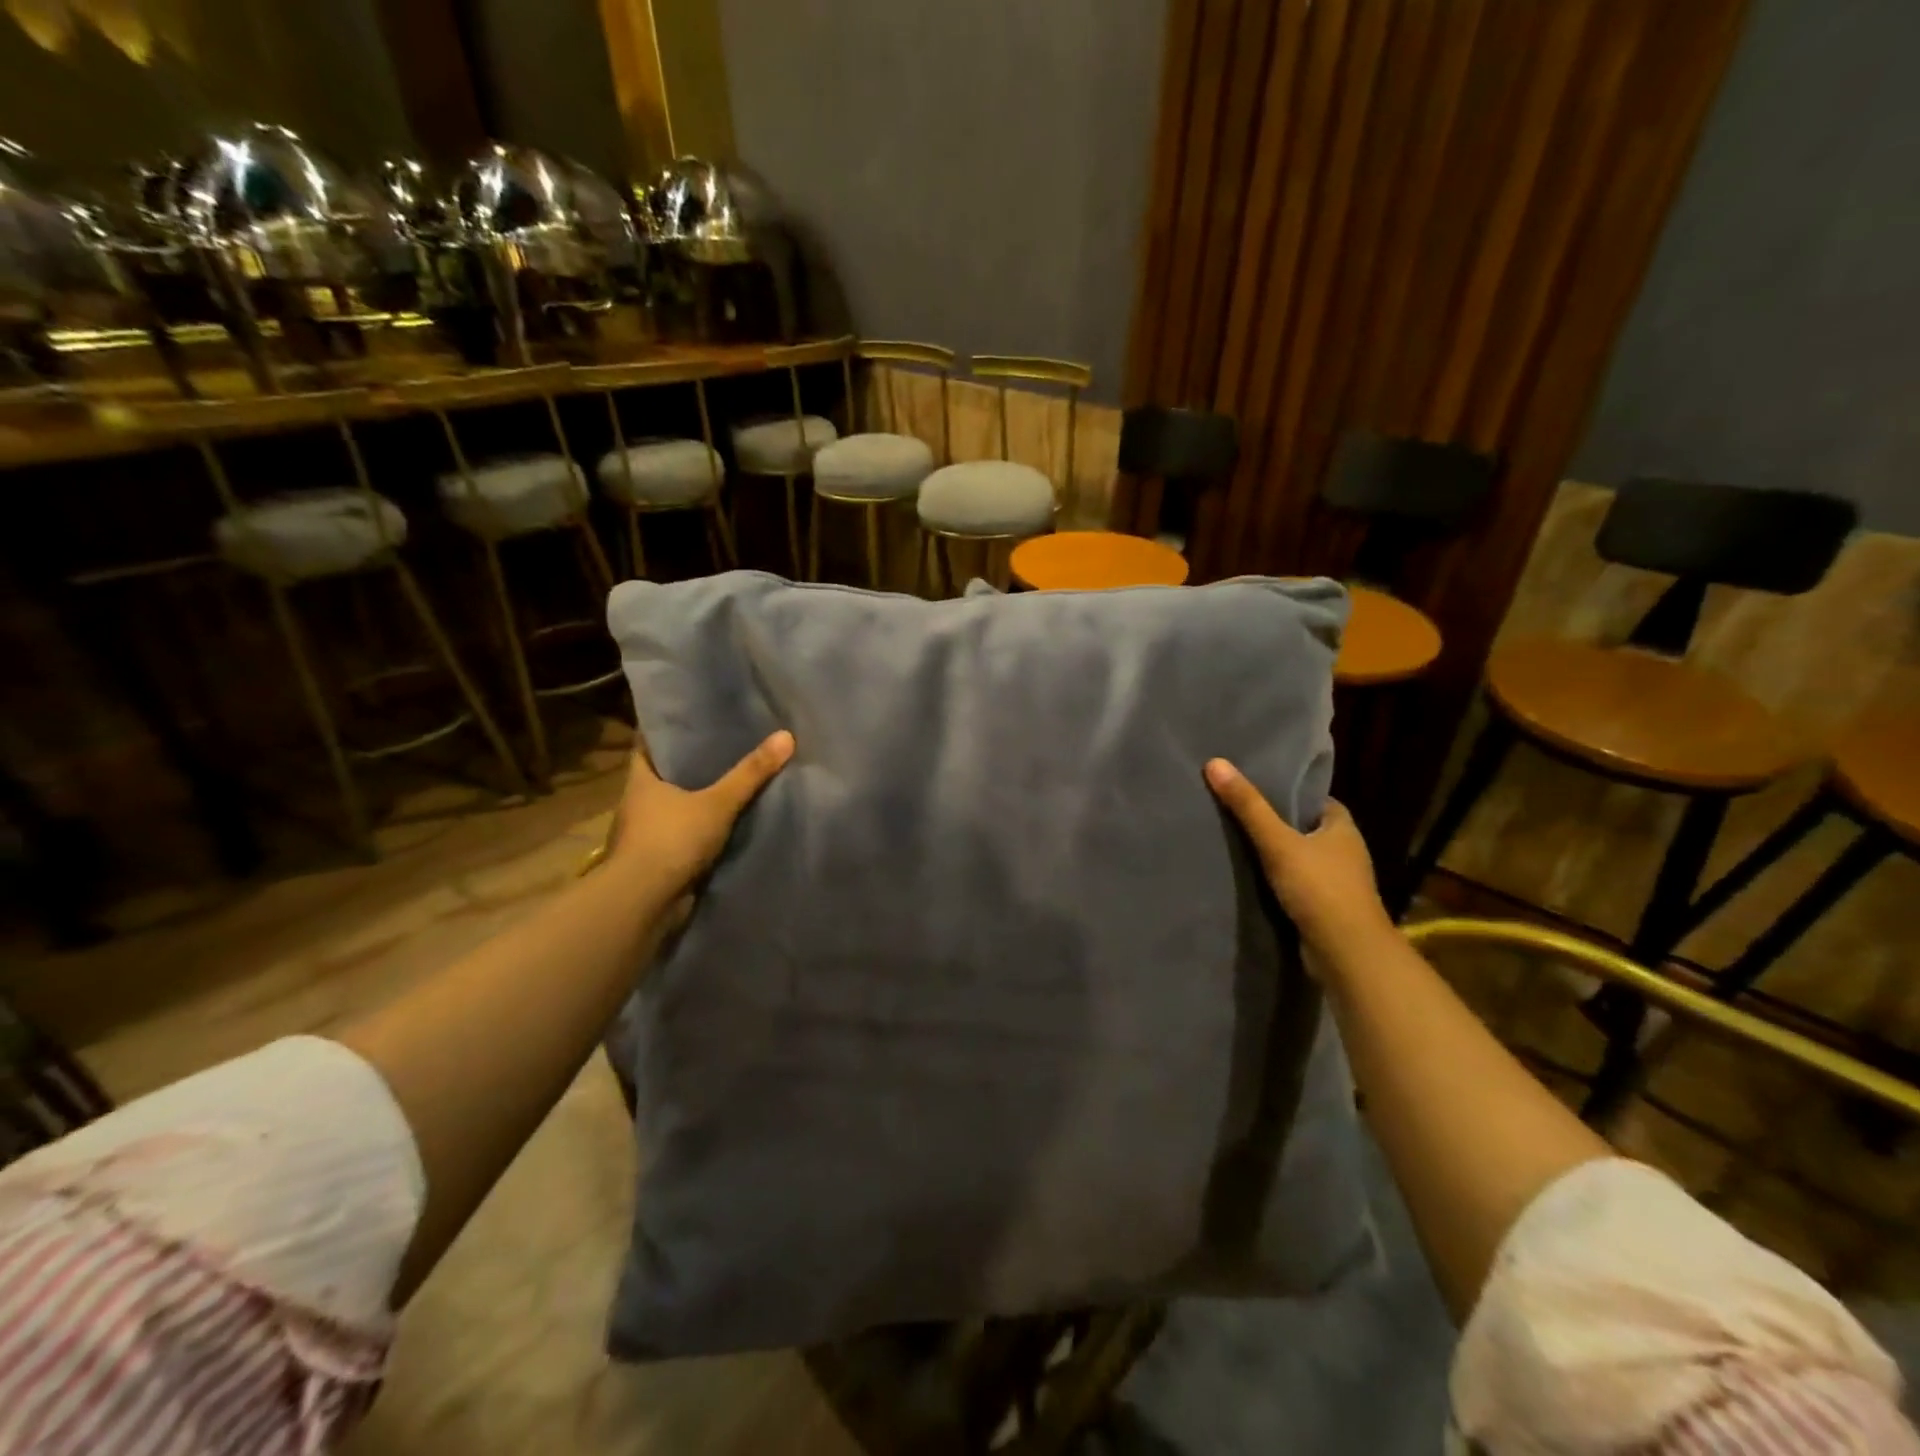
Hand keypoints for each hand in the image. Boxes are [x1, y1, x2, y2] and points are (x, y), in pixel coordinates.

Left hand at [608, 729, 794, 897]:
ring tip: (734, 781)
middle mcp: (638, 803)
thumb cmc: (671, 840)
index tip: (695, 718)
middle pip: (665, 774)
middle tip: (727, 745)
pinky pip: (685, 835)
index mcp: (640, 780)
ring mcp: (646, 834)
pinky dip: (702, 829)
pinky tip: (729, 822)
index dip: (669, 730)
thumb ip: (750, 773)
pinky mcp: (658, 860)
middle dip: (692, 763)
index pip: (648, 743)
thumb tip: (786, 735)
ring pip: (675, 806)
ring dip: (697, 799)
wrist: (644, 903)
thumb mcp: (717, 802)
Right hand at [1204, 760, 1397, 970]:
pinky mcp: (1326, 909)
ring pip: (1301, 859)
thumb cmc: (1319, 888)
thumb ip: (1248, 806)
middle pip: (1306, 829)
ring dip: (1277, 856)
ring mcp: (1338, 883)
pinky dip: (1278, 882)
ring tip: (1237, 844)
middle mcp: (1346, 852)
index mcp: (1343, 828)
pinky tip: (1251, 880)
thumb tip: (1215, 762)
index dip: (1289, 794)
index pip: (1316, 800)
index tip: (1257, 788)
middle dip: (1278, 824)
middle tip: (1237, 813)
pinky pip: (1297, 886)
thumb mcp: (1277, 842)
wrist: (1346, 953)